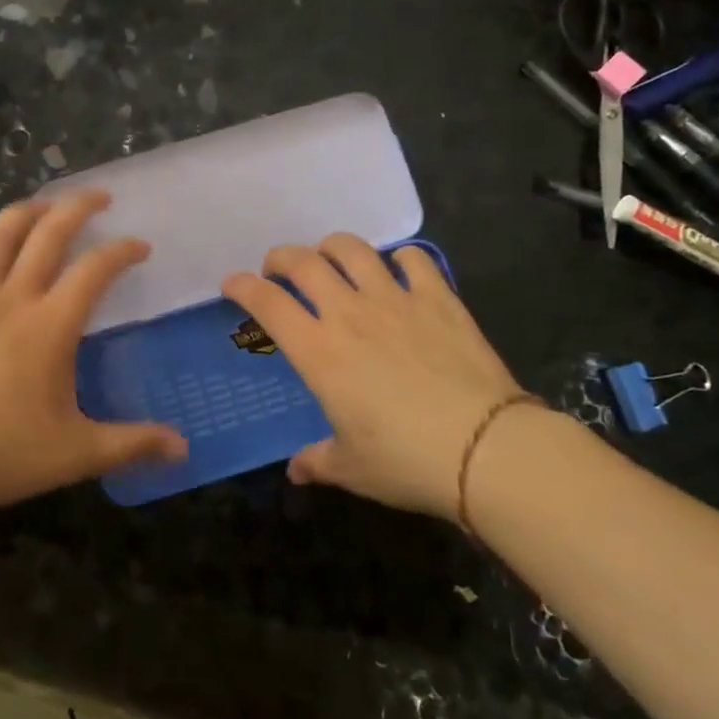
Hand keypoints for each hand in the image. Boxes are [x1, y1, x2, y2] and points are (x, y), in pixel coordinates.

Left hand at [0, 191, 187, 517]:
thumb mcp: (75, 453)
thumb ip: (132, 444)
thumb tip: (183, 449)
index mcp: (50, 325)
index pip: (95, 269)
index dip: (122, 251)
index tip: (140, 247)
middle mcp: (12, 297)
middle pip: (47, 232)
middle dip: (78, 206)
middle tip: (100, 197)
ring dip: (25, 212)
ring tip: (44, 206)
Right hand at [222, 235, 531, 523]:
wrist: (486, 449)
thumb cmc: (406, 461)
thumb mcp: (352, 468)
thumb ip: (318, 462)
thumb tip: (296, 471)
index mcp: (319, 352)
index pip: (268, 303)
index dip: (242, 287)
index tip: (232, 285)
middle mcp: (350, 314)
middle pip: (304, 262)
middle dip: (281, 258)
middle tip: (278, 269)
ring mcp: (396, 300)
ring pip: (353, 249)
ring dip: (333, 247)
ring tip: (331, 258)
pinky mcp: (438, 298)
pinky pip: (414, 259)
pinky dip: (401, 258)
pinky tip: (400, 269)